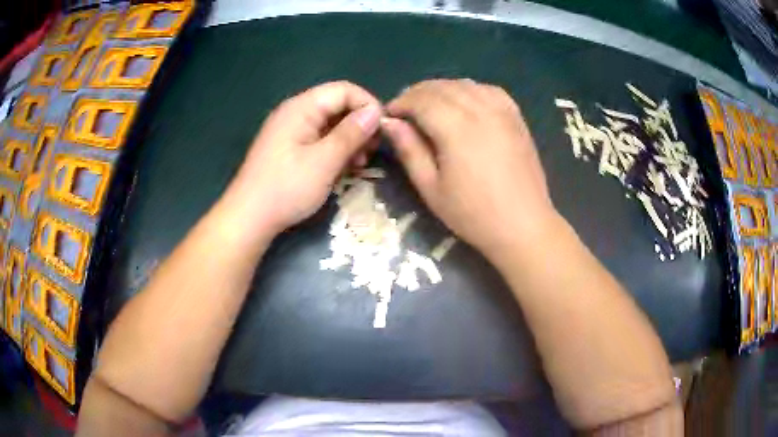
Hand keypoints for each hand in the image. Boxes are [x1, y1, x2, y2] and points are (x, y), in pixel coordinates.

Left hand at [220, 81, 381, 239]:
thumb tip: (376, 112)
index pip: (344, 90)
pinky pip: (319, 139)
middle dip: (359, 124)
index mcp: (301, 108)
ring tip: (359, 164)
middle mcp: (296, 112)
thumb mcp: (324, 161)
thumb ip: (351, 133)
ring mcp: (291, 131)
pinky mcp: (290, 148)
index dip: (367, 105)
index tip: (382, 131)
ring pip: (330, 124)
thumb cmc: (286, 188)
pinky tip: (343, 169)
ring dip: (349, 140)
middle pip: (337, 105)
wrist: (249, 218)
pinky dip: (335, 150)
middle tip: (371, 151)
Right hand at [382, 79, 556, 252]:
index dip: (401, 103)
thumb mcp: (431, 188)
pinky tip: (464, 102)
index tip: (389, 115)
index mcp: (457, 129)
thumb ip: (409, 150)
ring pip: (464, 84)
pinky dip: (470, 90)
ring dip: (441, 89)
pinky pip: (489, 90)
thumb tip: (389, 123)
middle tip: (404, 111)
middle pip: (441, 87)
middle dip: (416, 93)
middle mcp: (480, 111)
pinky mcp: (516, 117)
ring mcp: (502, 111)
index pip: (421, 100)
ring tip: (430, 106)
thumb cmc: (473, 214)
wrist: (523, 225)